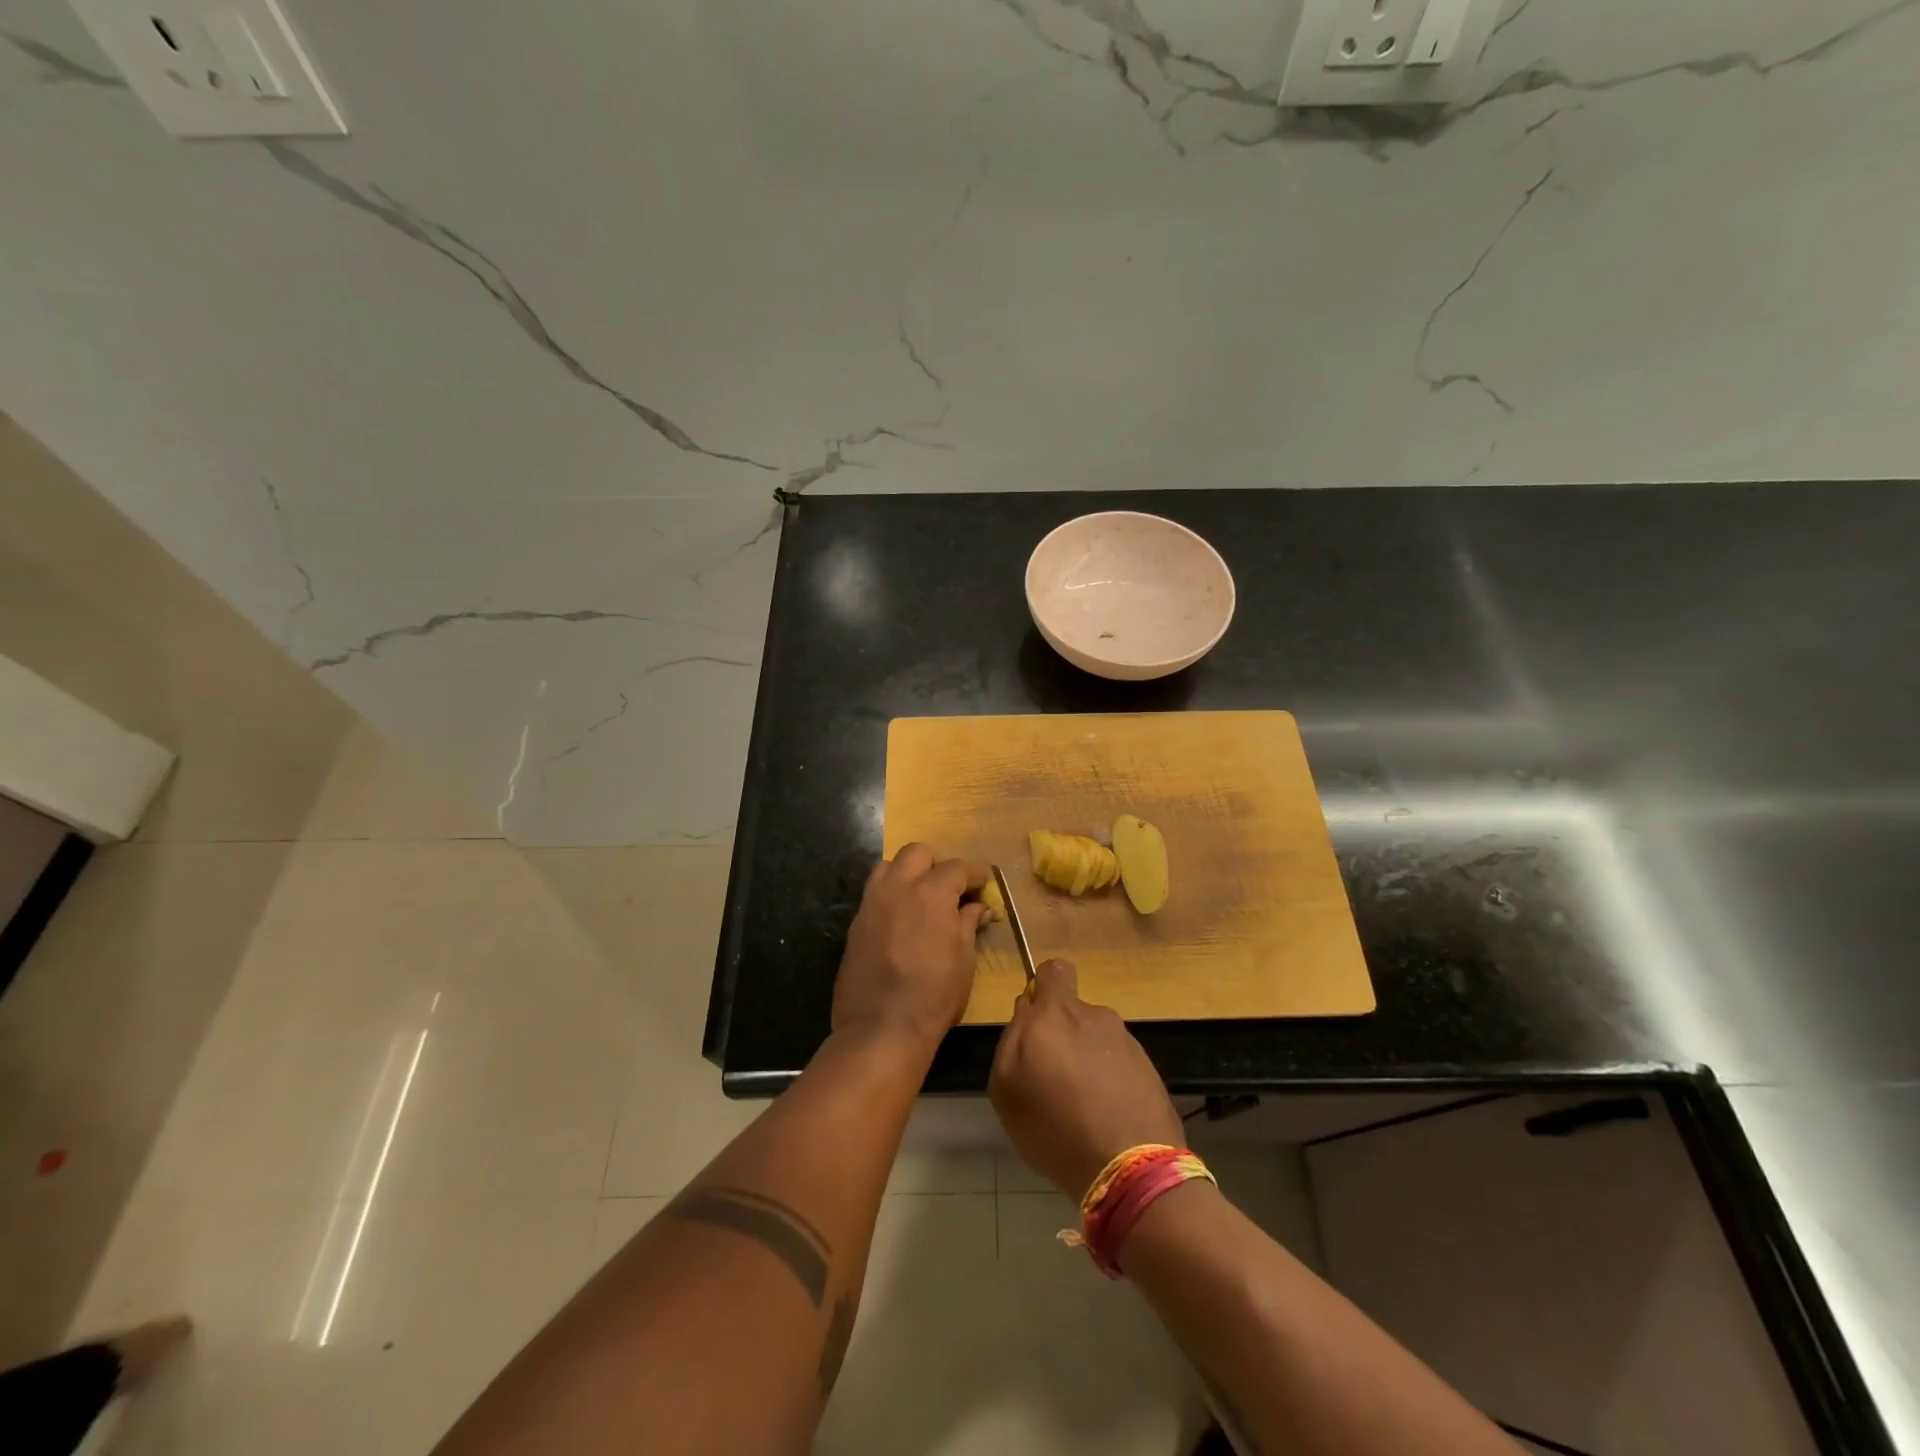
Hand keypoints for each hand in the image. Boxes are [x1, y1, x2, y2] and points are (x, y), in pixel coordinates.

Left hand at [832, 844, 989, 1051]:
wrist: (881, 1027)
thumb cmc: (934, 995)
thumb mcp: (964, 959)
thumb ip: (968, 924)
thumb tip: (976, 907)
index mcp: (931, 892)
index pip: (957, 868)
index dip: (975, 873)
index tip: (984, 881)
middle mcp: (899, 887)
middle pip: (917, 853)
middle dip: (937, 864)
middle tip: (950, 888)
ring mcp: (872, 902)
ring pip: (888, 866)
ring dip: (908, 872)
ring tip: (921, 896)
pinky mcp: (856, 922)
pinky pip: (874, 893)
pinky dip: (891, 895)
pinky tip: (901, 918)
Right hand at [988, 959, 1182, 1197]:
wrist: (1130, 1168)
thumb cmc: (1054, 1127)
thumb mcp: (1006, 1087)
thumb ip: (1011, 1038)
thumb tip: (1027, 1010)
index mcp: (1057, 1013)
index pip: (1053, 970)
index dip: (1043, 988)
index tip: (1036, 1021)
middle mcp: (1094, 1016)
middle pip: (1073, 1011)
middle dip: (1062, 1033)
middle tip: (1053, 1076)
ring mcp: (1126, 1041)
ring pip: (1096, 1038)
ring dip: (1087, 1059)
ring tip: (1081, 1105)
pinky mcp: (1149, 1068)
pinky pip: (1118, 1063)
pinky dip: (1109, 1080)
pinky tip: (1105, 1116)